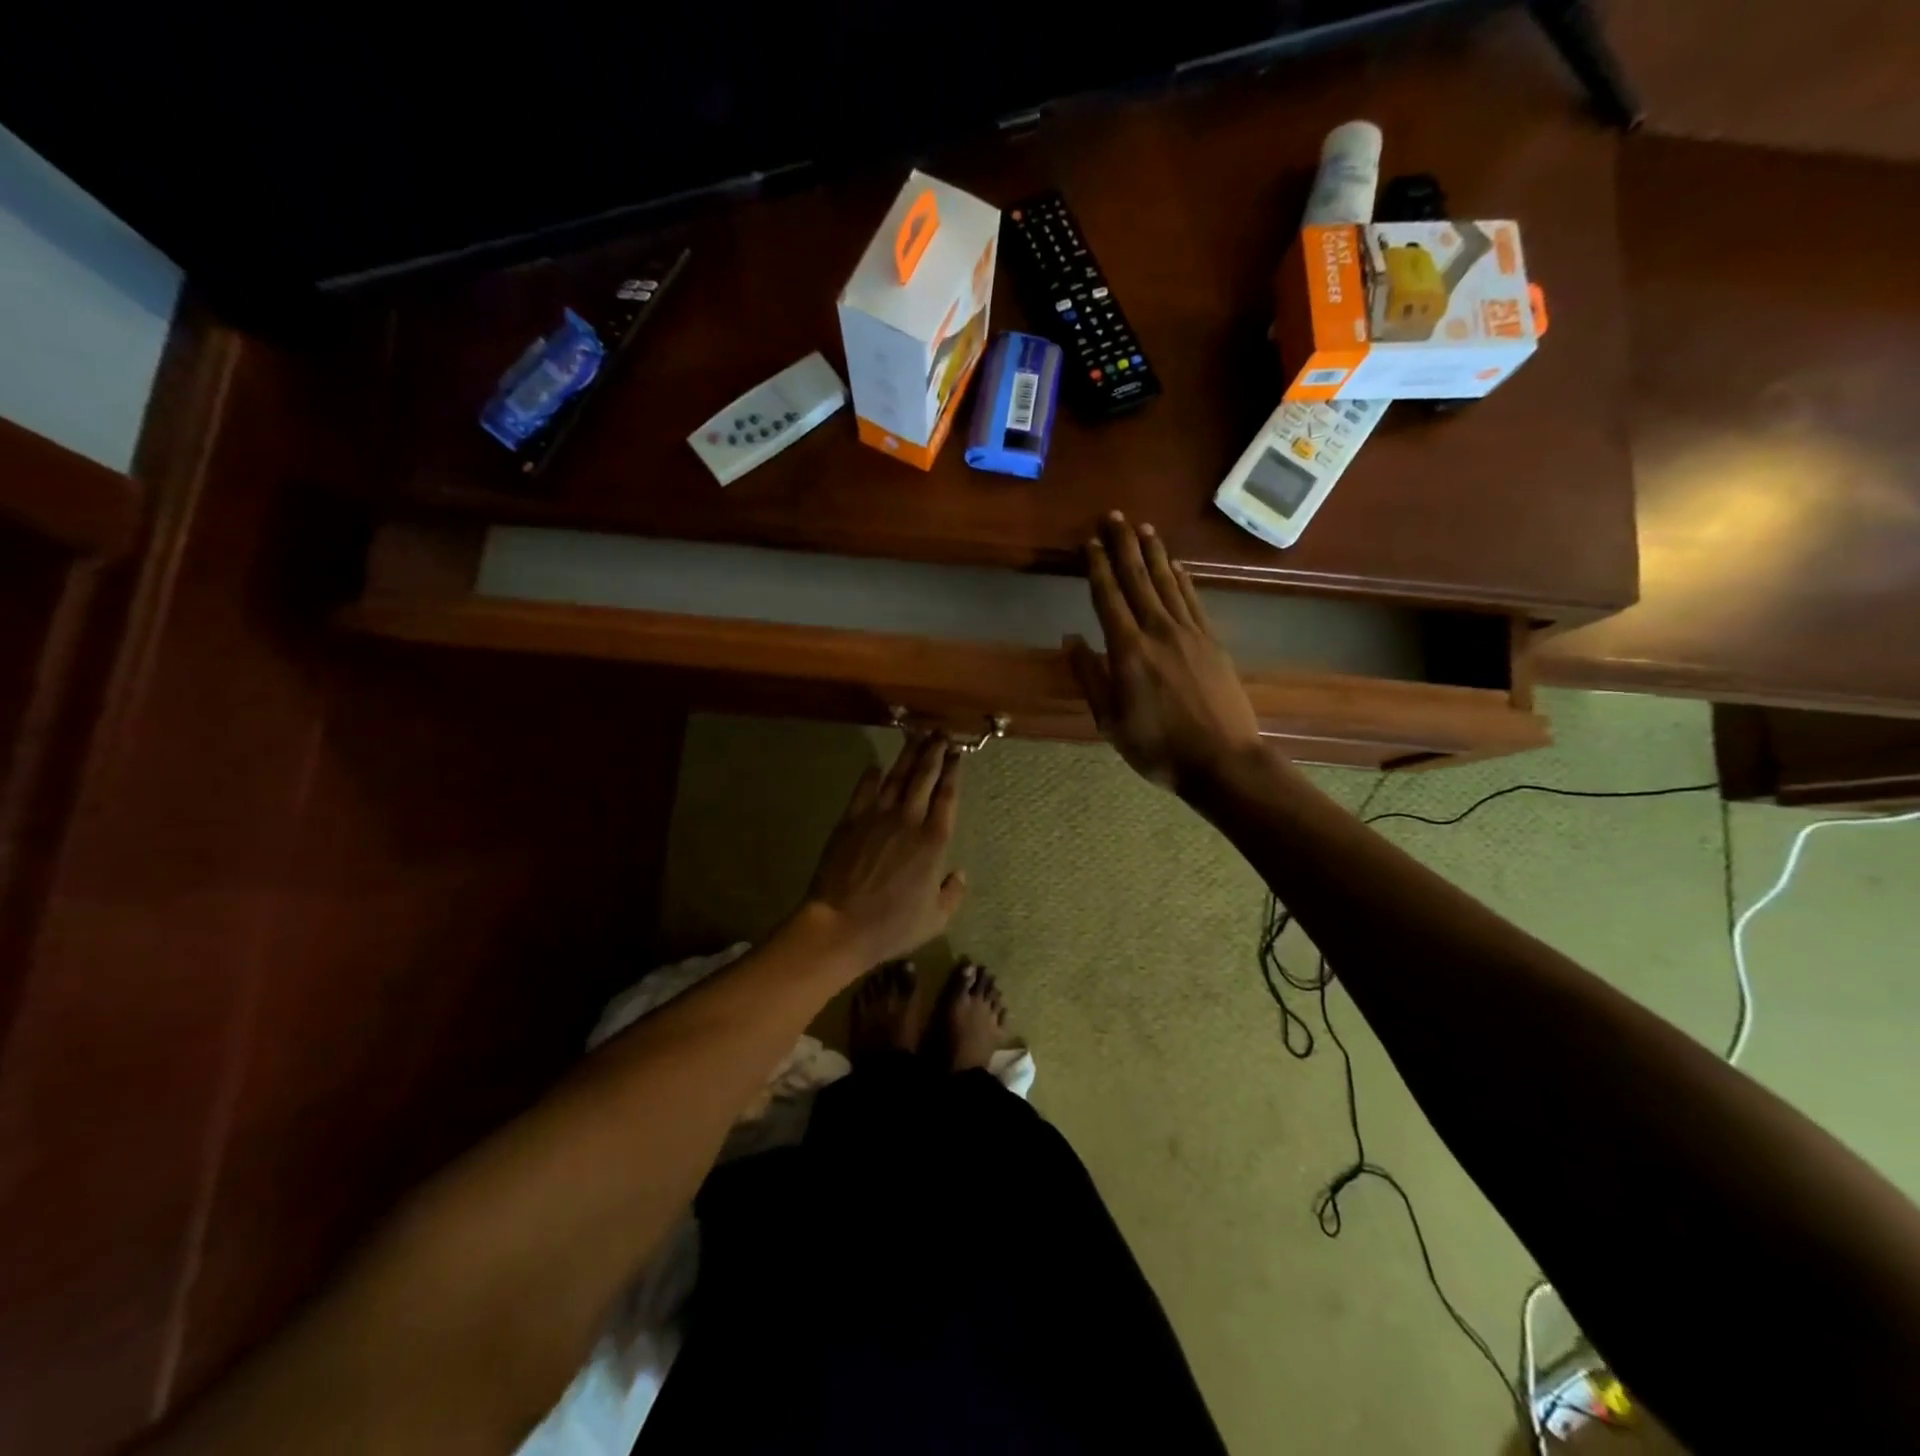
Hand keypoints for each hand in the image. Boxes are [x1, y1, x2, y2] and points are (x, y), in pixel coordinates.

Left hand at [804, 734, 967, 968]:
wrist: (841, 924)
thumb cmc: (892, 926)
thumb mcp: (935, 919)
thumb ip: (952, 894)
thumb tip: (959, 874)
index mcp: (934, 841)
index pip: (947, 797)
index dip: (953, 772)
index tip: (957, 754)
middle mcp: (909, 820)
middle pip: (924, 778)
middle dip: (934, 753)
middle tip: (940, 734)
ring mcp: (877, 817)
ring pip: (896, 777)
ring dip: (908, 755)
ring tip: (917, 737)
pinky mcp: (851, 820)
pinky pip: (863, 790)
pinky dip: (871, 776)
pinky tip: (876, 765)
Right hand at [1066, 511, 1264, 793]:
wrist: (1222, 760)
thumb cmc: (1157, 747)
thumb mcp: (1109, 720)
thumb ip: (1089, 676)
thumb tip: (1070, 638)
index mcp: (1128, 650)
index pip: (1109, 598)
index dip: (1098, 568)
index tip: (1089, 542)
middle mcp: (1159, 631)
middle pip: (1138, 579)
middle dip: (1123, 546)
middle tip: (1114, 516)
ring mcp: (1190, 634)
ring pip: (1168, 583)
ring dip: (1154, 554)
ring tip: (1144, 529)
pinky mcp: (1212, 642)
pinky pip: (1193, 601)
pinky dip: (1183, 579)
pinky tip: (1177, 566)